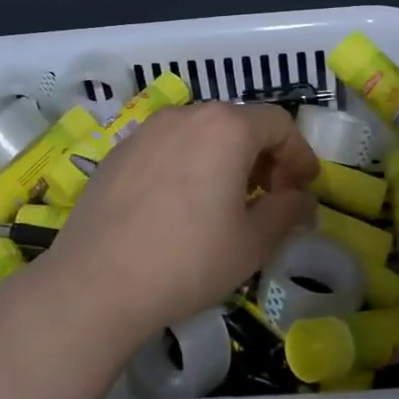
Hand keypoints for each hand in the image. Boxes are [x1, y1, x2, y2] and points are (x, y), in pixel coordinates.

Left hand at [44, 101, 318, 345]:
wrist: (95, 282)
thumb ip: (287, 211)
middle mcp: (185, 116)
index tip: (303, 188)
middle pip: (238, 123)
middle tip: (268, 197)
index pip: (278, 124)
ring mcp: (146, 131)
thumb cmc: (188, 261)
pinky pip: (167, 148)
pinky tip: (179, 207)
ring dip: (224, 159)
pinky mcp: (118, 152)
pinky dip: (188, 165)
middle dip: (263, 157)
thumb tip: (300, 199)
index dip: (299, 154)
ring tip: (224, 202)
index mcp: (226, 128)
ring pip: (200, 133)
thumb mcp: (253, 243)